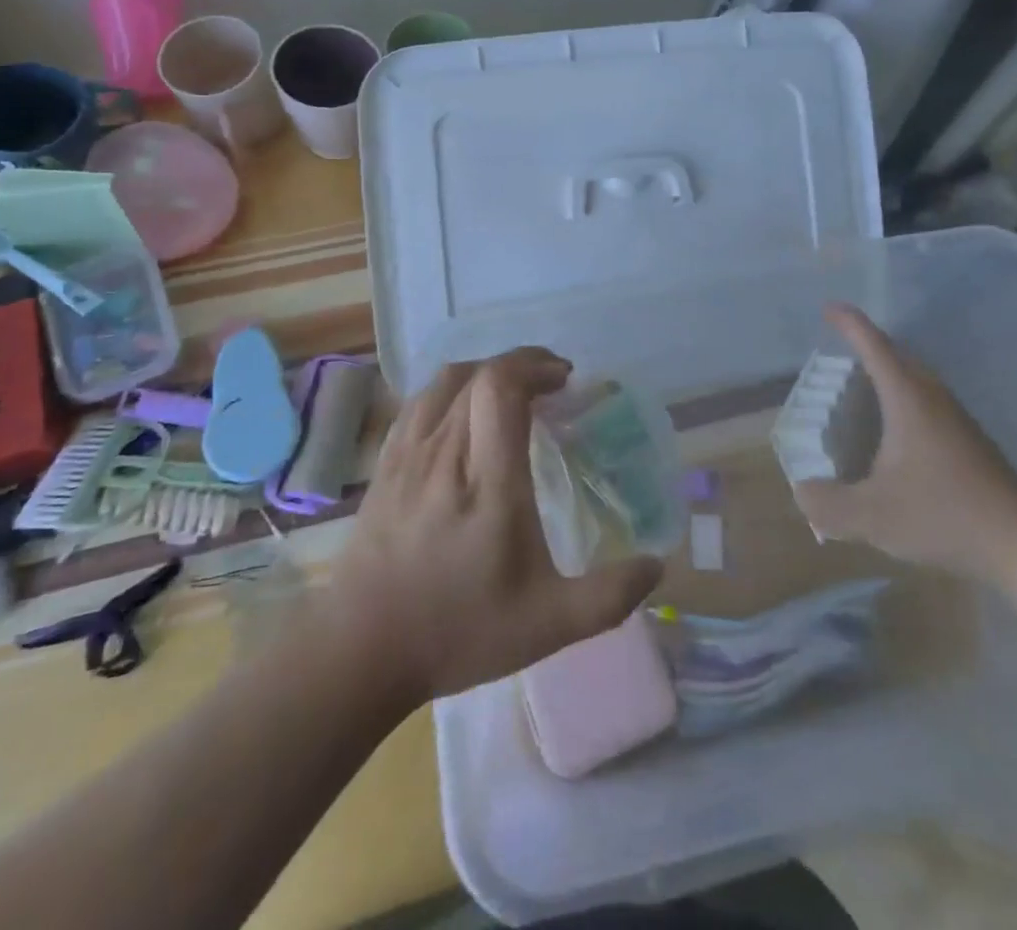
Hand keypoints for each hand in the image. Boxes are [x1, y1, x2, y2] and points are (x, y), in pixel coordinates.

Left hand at [327, 348, 663, 702]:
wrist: (359, 652)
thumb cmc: (458, 632)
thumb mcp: (547, 625)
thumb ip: (609, 596)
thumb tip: (658, 566)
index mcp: (488, 481)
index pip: (501, 388)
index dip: (534, 366)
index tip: (564, 380)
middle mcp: (446, 453)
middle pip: (478, 374)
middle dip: (521, 365)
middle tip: (551, 384)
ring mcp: (409, 455)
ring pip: (445, 381)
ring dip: (485, 371)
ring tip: (512, 390)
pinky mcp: (386, 465)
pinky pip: (419, 402)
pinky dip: (451, 389)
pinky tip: (464, 412)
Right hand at [794, 305, 1016, 584]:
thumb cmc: (942, 515)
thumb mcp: (871, 516)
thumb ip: (827, 504)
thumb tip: (802, 492)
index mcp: (907, 399)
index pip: (874, 346)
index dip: (849, 324)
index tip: (828, 308)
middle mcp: (933, 398)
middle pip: (898, 357)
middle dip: (868, 346)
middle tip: (839, 353)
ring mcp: (957, 419)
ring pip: (916, 381)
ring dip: (888, 376)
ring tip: (860, 393)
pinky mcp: (970, 443)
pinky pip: (928, 404)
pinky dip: (903, 403)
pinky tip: (893, 438)